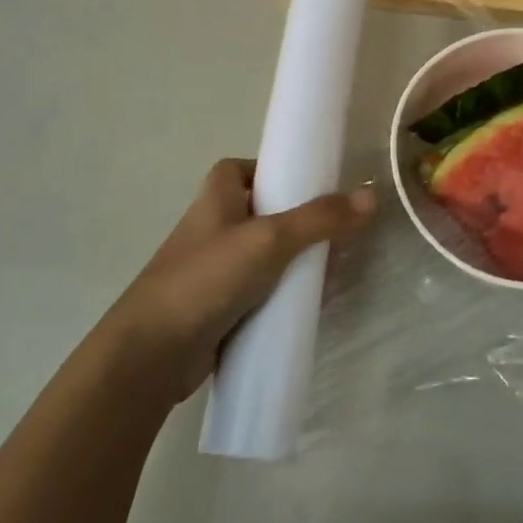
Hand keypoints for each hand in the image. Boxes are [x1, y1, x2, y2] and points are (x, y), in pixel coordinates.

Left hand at [101, 159, 374, 403]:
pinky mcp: (218, 308)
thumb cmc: (207, 278)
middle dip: (295, 220)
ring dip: (291, 261)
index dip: (270, 170)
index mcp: (215, 199)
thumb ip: (320, 218)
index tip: (305, 182)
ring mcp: (213, 271)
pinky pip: (258, 292)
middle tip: (333, 229)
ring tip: (330, 269)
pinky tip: (307, 305)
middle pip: (259, 212)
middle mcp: (212, 229)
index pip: (240, 169)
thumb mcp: (269, 239)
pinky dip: (281, 294)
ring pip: (262, 256)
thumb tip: (370, 196)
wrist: (152, 353)